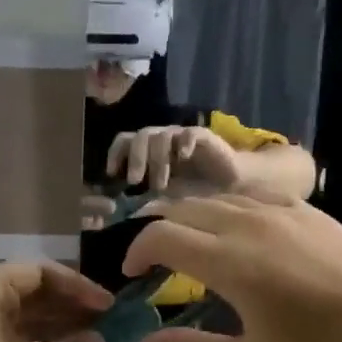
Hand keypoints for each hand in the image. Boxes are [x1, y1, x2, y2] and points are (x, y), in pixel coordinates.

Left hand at [0, 263, 109, 341]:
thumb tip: (99, 340)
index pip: (38, 272)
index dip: (76, 285)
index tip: (106, 305)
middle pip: (30, 292)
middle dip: (70, 307)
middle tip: (106, 323)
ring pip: (23, 318)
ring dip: (58, 327)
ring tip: (95, 341)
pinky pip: (13, 339)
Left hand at [106, 125, 243, 191]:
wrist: (228, 183)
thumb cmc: (194, 190)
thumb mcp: (165, 195)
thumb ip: (145, 194)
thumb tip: (121, 207)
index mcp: (149, 149)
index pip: (125, 141)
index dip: (116, 154)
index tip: (112, 174)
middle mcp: (162, 139)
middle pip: (141, 136)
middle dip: (135, 159)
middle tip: (134, 181)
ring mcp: (181, 136)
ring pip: (162, 136)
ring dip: (158, 161)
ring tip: (160, 186)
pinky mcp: (203, 136)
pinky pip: (190, 134)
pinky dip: (185, 143)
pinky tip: (183, 157)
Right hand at [123, 194, 341, 341]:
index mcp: (229, 263)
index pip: (161, 237)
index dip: (136, 251)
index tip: (132, 275)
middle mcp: (246, 224)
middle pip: (181, 209)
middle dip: (155, 230)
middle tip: (151, 259)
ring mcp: (276, 209)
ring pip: (213, 198)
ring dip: (188, 217)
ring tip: (185, 241)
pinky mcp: (301, 207)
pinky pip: (247, 195)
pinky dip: (224, 207)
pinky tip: (230, 227)